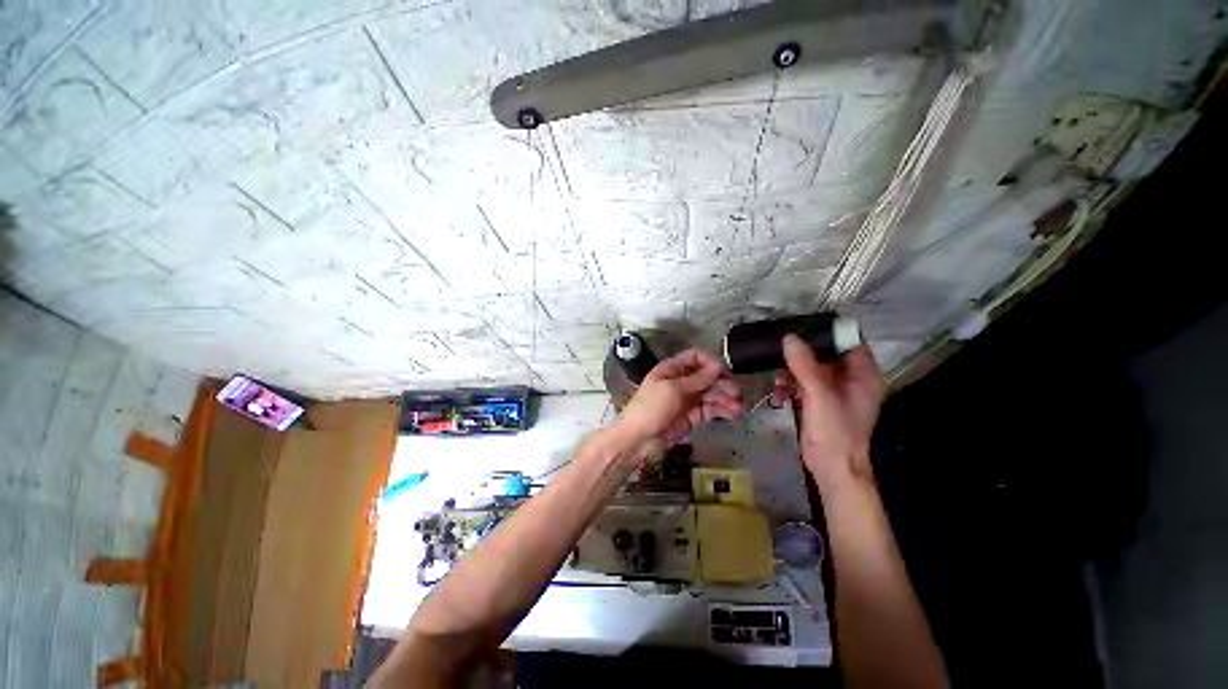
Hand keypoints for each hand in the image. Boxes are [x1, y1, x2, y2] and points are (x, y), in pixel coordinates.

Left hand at [618, 348, 742, 450]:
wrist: (639, 439)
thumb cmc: (651, 408)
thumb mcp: (672, 389)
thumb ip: (697, 378)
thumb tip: (719, 365)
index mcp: (672, 369)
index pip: (696, 357)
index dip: (711, 362)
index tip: (725, 372)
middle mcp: (682, 381)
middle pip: (707, 376)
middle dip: (723, 383)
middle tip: (737, 393)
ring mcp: (688, 399)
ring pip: (712, 393)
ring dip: (726, 398)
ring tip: (739, 408)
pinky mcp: (693, 416)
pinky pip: (710, 409)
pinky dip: (722, 410)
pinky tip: (733, 414)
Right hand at [775, 334, 883, 487]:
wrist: (832, 467)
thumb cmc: (835, 431)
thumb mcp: (820, 395)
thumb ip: (805, 365)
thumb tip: (788, 337)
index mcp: (863, 374)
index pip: (849, 341)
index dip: (828, 331)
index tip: (802, 324)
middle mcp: (851, 379)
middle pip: (827, 352)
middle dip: (803, 349)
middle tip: (780, 344)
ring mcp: (834, 390)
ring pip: (812, 367)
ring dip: (793, 368)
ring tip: (776, 371)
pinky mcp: (819, 401)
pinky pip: (803, 382)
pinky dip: (790, 383)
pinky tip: (778, 389)